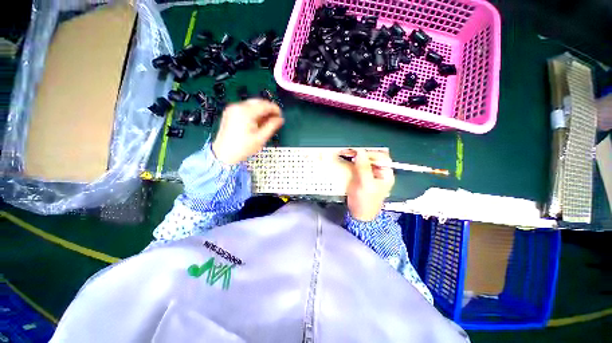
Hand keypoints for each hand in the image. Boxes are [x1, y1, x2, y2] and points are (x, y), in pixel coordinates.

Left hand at [212, 99, 283, 164]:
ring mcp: (232, 109)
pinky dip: (253, 112)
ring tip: (267, 121)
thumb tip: (280, 119)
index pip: (264, 105)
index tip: (281, 115)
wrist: (224, 154)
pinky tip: (257, 121)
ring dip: (261, 110)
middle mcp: (238, 107)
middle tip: (275, 118)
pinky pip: (245, 108)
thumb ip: (272, 126)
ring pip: (252, 105)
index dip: (275, 109)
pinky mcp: (230, 113)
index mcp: (246, 112)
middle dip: (268, 109)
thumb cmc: (243, 148)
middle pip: (257, 102)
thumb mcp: (261, 138)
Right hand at [343, 149, 394, 221]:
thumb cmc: (365, 202)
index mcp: (385, 174)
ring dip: (354, 155)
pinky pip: (356, 165)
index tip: (358, 151)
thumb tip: (360, 152)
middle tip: (349, 151)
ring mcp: (368, 173)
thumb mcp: (366, 185)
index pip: (381, 157)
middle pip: (371, 157)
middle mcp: (377, 172)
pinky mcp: (359, 175)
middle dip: (360, 153)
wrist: (358, 214)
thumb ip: (363, 168)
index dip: (370, 153)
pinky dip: (350, 161)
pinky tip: (345, 158)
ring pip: (362, 160)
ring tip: (345, 152)